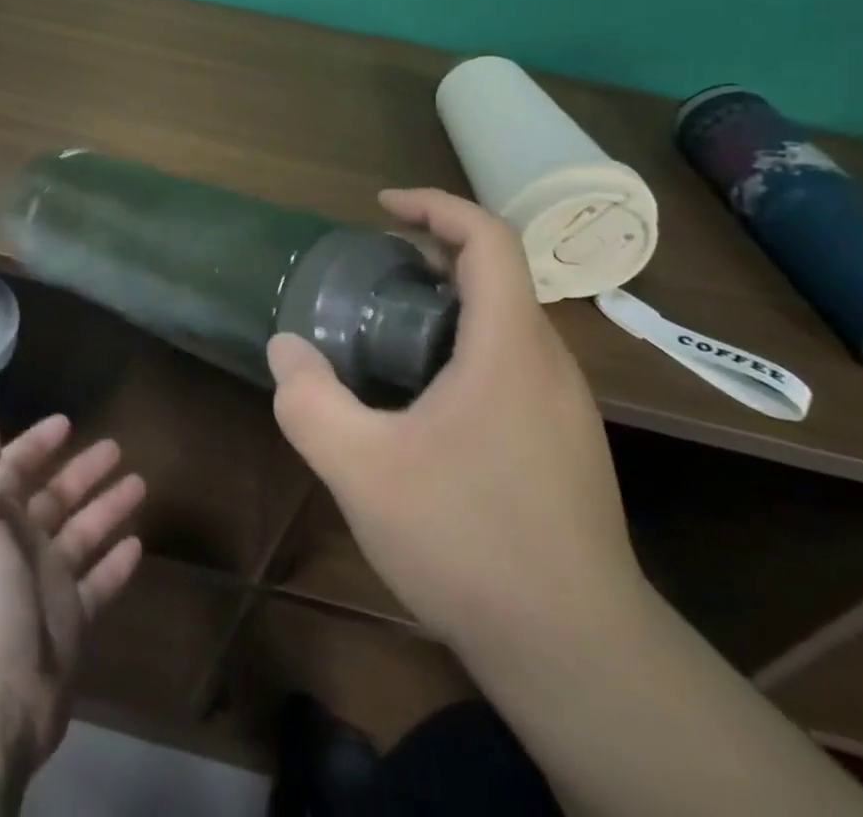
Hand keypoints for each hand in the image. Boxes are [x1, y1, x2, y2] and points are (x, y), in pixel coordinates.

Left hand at [0, 413, 145, 778]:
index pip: (16, 470)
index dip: (37, 444)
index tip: (67, 422)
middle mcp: (20, 547)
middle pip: (56, 497)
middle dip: (83, 471)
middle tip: (117, 447)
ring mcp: (47, 585)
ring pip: (83, 534)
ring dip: (107, 509)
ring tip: (140, 482)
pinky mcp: (71, 622)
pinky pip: (99, 582)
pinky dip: (116, 563)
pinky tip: (140, 543)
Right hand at [266, 187, 640, 653]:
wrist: (578, 656)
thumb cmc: (468, 541)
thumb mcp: (361, 468)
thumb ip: (309, 400)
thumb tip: (284, 348)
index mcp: (509, 348)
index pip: (490, 240)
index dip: (436, 207)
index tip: (382, 206)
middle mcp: (549, 365)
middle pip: (498, 277)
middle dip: (432, 256)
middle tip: (371, 275)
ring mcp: (565, 410)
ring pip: (506, 325)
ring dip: (447, 306)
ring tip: (385, 333)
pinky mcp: (565, 447)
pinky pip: (512, 367)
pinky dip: (464, 350)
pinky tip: (422, 404)